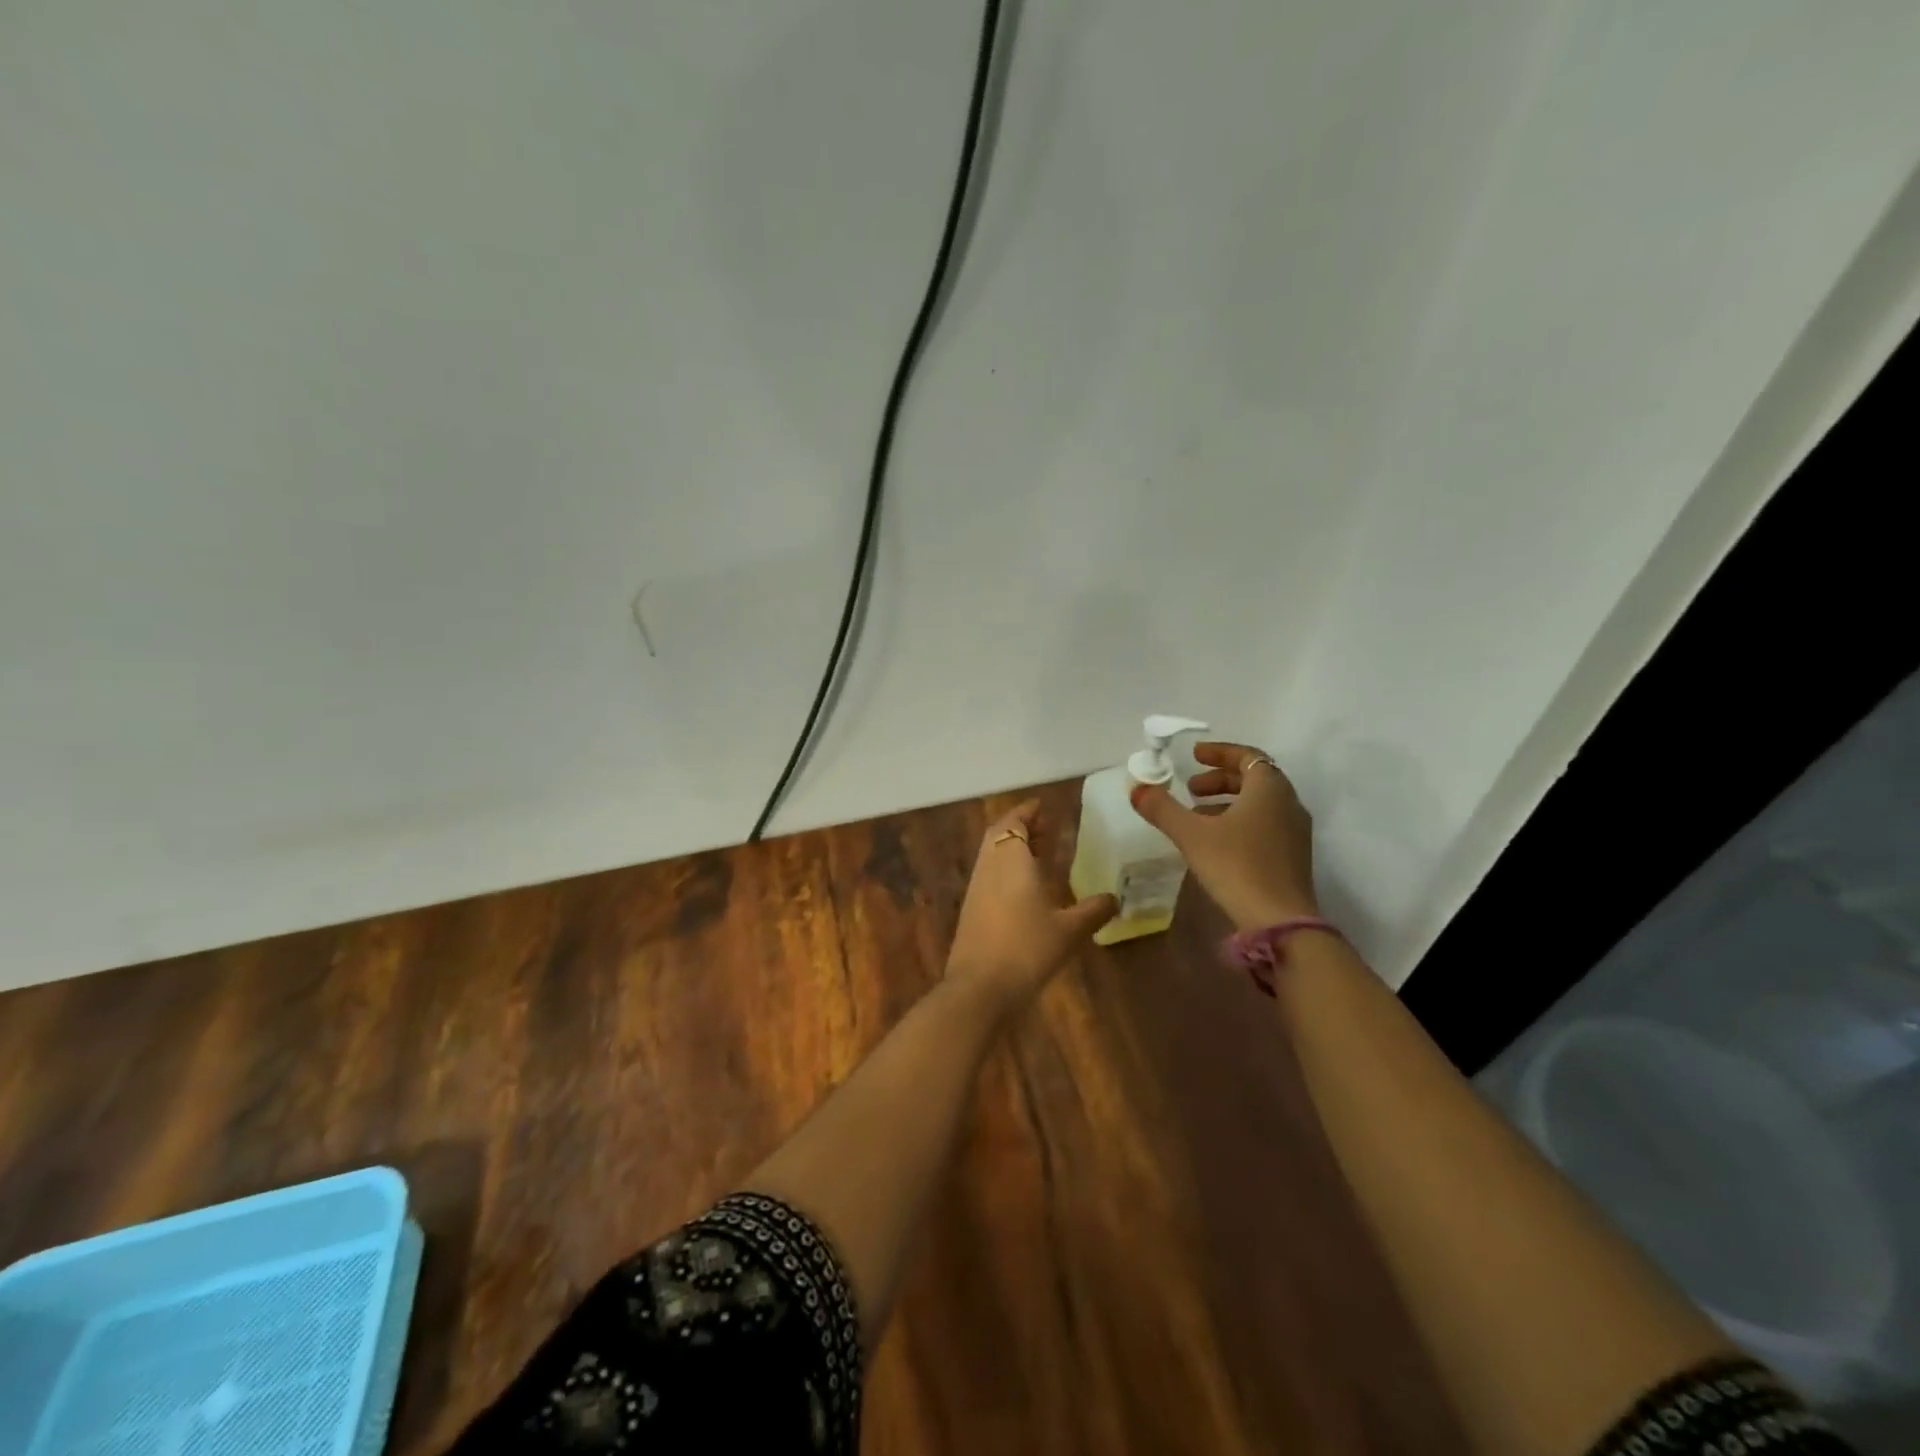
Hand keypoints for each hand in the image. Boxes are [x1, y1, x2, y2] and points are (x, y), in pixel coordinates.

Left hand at [945, 801, 1117, 1016]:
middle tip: (1046, 828)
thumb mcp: (1069, 930)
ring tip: (1041, 854)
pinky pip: (990, 875)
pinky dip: (1007, 869)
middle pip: (1000, 834)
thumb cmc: (1027, 948)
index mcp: (1011, 859)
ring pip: (993, 855)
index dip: (1028, 812)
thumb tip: (1114, 898)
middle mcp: (990, 866)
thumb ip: (1093, 911)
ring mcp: (977, 888)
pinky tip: (1026, 888)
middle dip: (1022, 827)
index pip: (1015, 821)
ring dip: (1014, 848)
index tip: (1044, 806)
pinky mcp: (971, 909)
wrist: (979, 987)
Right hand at [1129, 742, 1318, 931]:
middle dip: (1220, 779)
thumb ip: (1163, 808)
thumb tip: (1137, 788)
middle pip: (1254, 779)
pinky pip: (1265, 824)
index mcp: (1269, 788)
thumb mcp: (1191, 834)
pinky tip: (1215, 842)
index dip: (1219, 752)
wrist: (1279, 921)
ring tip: (1196, 816)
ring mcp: (1295, 832)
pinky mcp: (1293, 857)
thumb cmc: (1236, 866)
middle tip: (1190, 788)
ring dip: (1227, 802)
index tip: (1194, 755)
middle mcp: (1288, 803)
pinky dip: (1240, 821)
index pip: (1248, 756)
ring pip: (1259, 804)